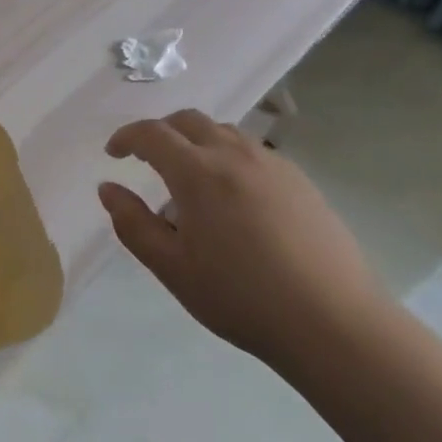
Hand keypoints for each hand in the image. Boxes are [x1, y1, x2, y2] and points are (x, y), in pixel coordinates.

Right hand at [99, 110, 385, 381]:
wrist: (333, 321)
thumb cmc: (241, 297)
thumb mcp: (173, 268)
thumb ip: (133, 224)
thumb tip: (108, 188)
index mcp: (197, 172)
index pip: (152, 134)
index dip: (126, 137)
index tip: (113, 153)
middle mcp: (233, 154)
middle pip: (188, 120)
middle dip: (160, 131)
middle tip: (146, 157)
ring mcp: (271, 163)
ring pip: (223, 132)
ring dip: (196, 141)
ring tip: (191, 179)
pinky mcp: (299, 179)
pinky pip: (252, 150)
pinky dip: (228, 156)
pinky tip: (234, 197)